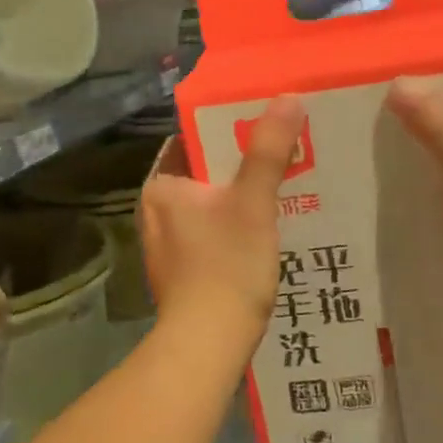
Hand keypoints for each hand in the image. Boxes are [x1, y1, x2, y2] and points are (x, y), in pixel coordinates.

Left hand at [140, 97, 305, 341]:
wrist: (208, 344)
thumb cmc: (226, 266)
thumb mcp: (253, 202)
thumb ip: (268, 149)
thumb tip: (287, 97)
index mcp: (161, 186)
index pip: (193, 139)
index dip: (229, 128)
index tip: (265, 124)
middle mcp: (155, 210)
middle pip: (205, 172)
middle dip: (242, 165)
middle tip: (285, 154)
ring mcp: (166, 243)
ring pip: (210, 204)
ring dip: (242, 197)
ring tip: (284, 187)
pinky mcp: (182, 270)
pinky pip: (212, 232)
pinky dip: (236, 226)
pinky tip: (266, 231)